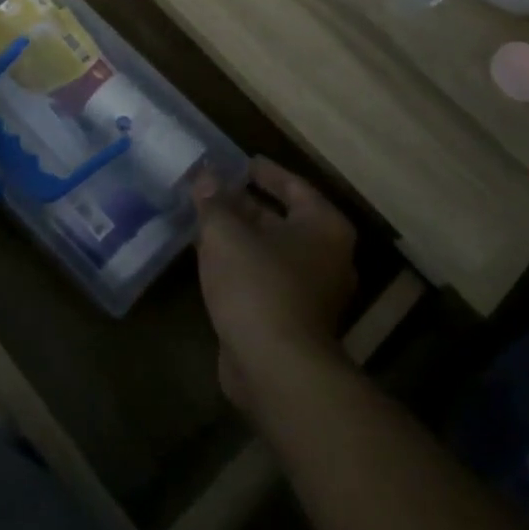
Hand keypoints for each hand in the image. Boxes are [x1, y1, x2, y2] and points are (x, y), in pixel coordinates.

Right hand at [194, 158, 356, 407]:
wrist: (275, 368)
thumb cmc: (258, 285)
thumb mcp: (226, 233)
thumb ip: (214, 201)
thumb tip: (205, 176)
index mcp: (323, 227)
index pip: (294, 186)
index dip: (265, 172)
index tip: (240, 161)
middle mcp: (326, 256)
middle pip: (281, 219)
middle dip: (244, 205)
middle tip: (211, 189)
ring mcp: (311, 292)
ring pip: (269, 250)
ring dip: (238, 236)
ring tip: (202, 218)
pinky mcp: (290, 319)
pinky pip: (262, 278)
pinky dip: (238, 264)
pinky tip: (207, 257)